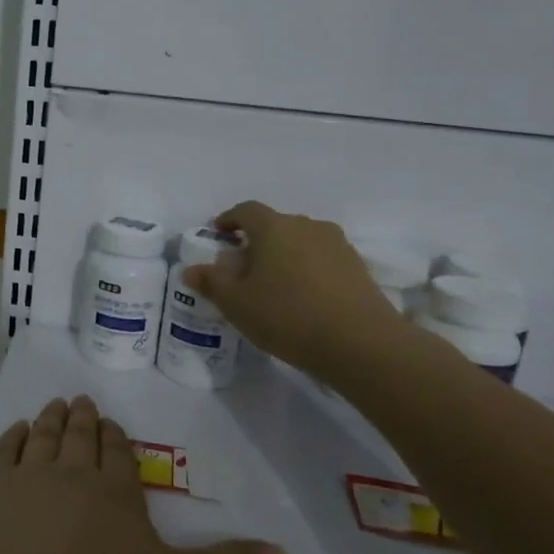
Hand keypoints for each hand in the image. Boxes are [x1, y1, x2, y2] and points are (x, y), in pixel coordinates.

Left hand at [0, 397, 284, 553]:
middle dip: (84, 420)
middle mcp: (70, 472)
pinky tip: (16, 431)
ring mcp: (24, 476)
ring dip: (51, 420)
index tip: (111, 425)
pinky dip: (12, 437)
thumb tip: (283, 551)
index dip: (116, 439)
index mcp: (115, 492)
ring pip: (43, 437)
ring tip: (55, 406)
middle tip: (81, 401)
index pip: (118, 455)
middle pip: (79, 438)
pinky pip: (3, 451)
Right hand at [184, 200, 408, 376]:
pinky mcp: (358, 267)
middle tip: (243, 267)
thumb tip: (191, 270)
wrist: (361, 343)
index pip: (246, 210)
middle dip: (257, 241)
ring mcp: (337, 245)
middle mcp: (307, 226)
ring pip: (301, 242)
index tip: (218, 235)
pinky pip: (323, 260)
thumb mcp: (237, 304)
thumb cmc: (288, 316)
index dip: (229, 220)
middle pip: (276, 225)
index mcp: (274, 227)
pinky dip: (308, 270)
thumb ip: (212, 282)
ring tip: (275, 284)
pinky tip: (304, 297)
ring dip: (285, 255)